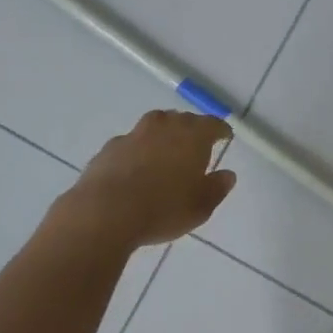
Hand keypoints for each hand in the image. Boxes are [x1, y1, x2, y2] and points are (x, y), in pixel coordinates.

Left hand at [53, 111, 236, 249]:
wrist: (106, 212)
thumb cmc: (163, 209)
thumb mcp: (200, 207)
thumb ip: (217, 188)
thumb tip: (227, 175)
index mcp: (192, 136)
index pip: (212, 124)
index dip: (221, 130)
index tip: (225, 136)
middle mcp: (164, 126)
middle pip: (182, 120)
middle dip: (192, 129)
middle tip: (196, 145)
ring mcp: (134, 134)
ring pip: (155, 126)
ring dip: (163, 135)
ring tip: (166, 153)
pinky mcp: (110, 147)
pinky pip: (132, 142)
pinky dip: (139, 150)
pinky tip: (137, 168)